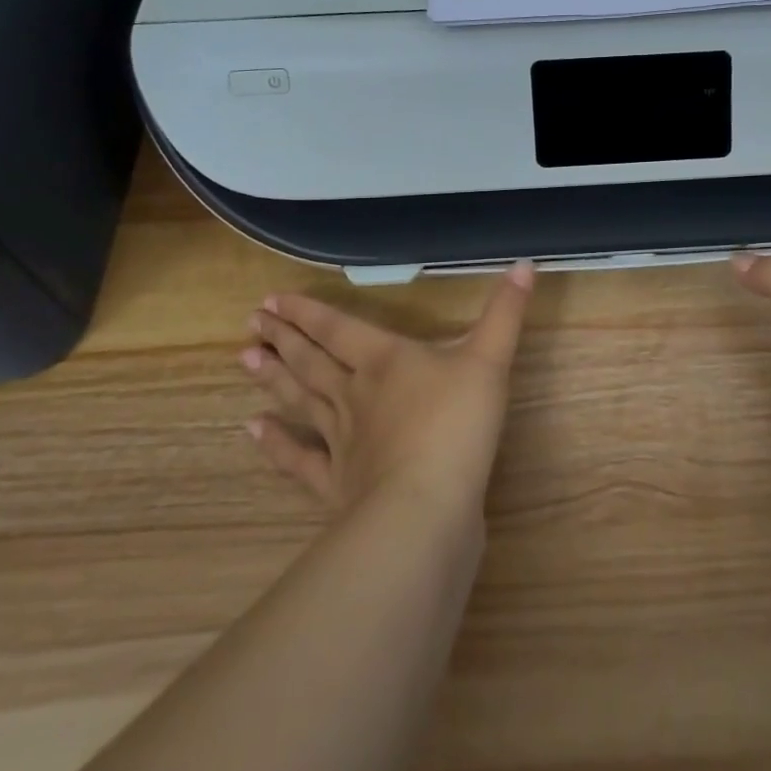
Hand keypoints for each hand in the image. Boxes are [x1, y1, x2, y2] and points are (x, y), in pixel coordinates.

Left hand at [238, 262, 535, 515]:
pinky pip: (299, 460)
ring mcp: (340, 440)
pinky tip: (252, 430)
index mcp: (384, 360)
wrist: (426, 507)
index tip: (272, 300)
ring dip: (274, 379)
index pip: (338, 328)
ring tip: (244, 358)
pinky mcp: (337, 483)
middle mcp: (353, 394)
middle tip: (252, 322)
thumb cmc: (458, 424)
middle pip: (312, 360)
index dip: (307, 313)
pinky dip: (276, 445)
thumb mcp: (490, 359)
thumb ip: (506, 312)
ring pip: (301, 401)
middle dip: (284, 339)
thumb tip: (525, 264)